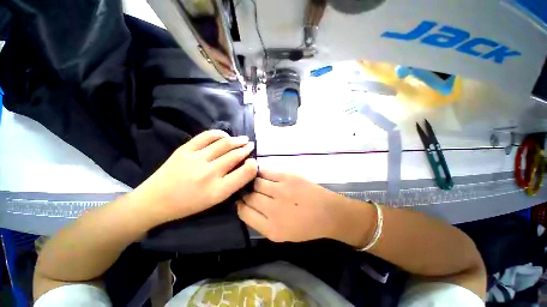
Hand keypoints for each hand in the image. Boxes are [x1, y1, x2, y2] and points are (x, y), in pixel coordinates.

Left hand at [134, 130, 257, 224]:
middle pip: (235, 155)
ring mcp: (196, 159)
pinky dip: (219, 133)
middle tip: (251, 146)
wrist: (156, 200)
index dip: (253, 165)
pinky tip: (225, 135)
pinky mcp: (185, 150)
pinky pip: (207, 136)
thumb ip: (232, 184)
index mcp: (218, 190)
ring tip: (243, 139)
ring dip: (237, 140)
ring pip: (224, 144)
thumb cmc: (189, 204)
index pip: (244, 173)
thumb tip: (245, 167)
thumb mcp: (215, 200)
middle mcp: (209, 173)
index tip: (255, 161)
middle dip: (247, 149)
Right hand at [237, 169, 373, 243]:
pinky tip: (259, 172)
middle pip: (249, 196)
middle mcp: (273, 209)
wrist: (327, 212)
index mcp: (271, 228)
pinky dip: (260, 172)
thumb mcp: (281, 234)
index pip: (244, 212)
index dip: (240, 204)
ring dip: (252, 181)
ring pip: (256, 182)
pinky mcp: (287, 177)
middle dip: (245, 193)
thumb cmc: (305, 226)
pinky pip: (266, 172)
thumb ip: (261, 222)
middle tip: (247, 189)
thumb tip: (245, 205)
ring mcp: (280, 191)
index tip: (241, 199)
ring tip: (252, 179)